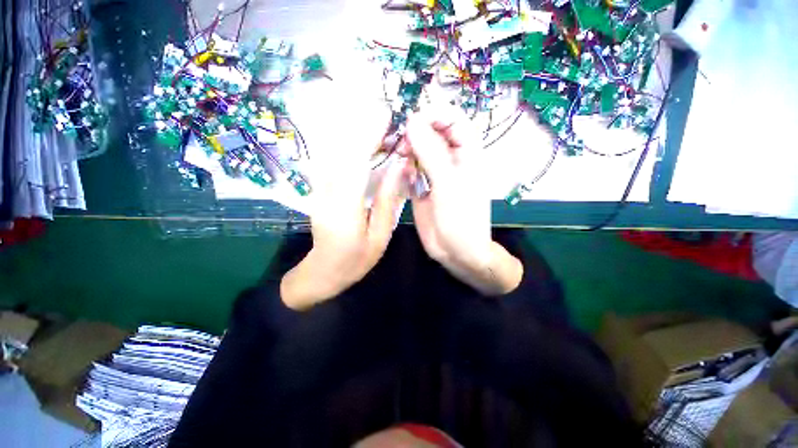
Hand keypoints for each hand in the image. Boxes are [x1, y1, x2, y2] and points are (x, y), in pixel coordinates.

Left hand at [280, 129, 408, 310]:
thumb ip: (388, 199)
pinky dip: (344, 146)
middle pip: (341, 151)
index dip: (369, 137)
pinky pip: (330, 161)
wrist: (324, 271)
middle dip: (362, 129)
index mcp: (345, 208)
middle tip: (384, 115)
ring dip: (353, 134)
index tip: (386, 118)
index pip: (355, 163)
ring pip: (333, 152)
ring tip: (376, 126)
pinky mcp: (317, 189)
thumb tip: (401, 166)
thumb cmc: (357, 259)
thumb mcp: (380, 234)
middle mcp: (326, 193)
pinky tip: (360, 142)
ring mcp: (318, 190)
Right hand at [405, 109, 522, 295]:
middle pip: (431, 132)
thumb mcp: (448, 184)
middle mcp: (450, 158)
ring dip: (407, 151)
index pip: (452, 118)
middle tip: (401, 144)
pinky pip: (410, 168)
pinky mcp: (421, 185)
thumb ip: (431, 153)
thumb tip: (412, 122)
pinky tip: (403, 177)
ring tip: (400, 160)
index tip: (411, 121)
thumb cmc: (461, 219)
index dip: (433, 114)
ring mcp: (434, 172)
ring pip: (418, 149)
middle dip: (415, 133)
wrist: (456, 251)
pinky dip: (404, 169)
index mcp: (466, 152)